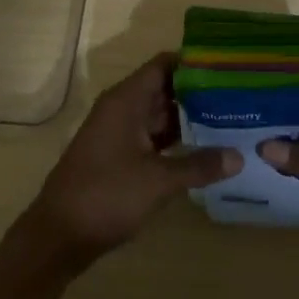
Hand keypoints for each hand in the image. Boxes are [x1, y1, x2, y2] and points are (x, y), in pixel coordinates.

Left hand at [22, 54, 240, 270]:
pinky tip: (205, 150)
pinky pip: (154, 138)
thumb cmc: (106, 195)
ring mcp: (120, 133)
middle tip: (240, 94)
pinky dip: (177, 141)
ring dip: (190, 118)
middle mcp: (122, 109)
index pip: (164, 65)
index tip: (228, 64)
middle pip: (165, 89)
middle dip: (199, 92)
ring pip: (160, 115)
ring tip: (231, 118)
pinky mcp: (120, 157)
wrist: (58, 236)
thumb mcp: (157, 181)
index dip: (194, 62)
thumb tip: (239, 157)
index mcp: (126, 100)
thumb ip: (199, 165)